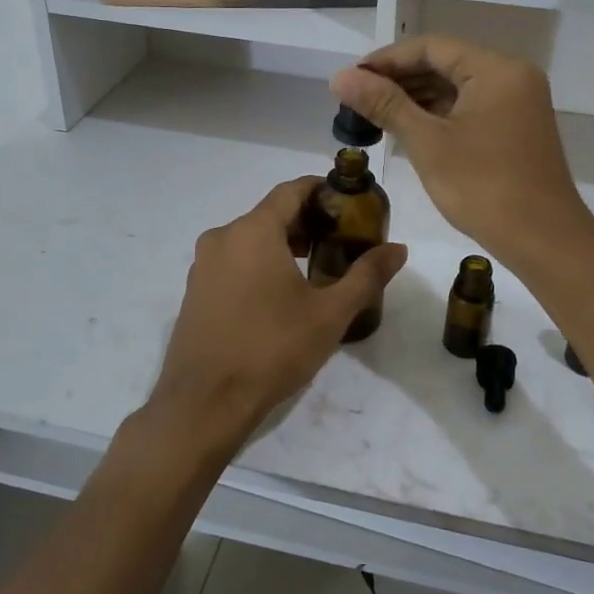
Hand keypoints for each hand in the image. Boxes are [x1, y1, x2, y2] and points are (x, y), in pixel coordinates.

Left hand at [147, 177, 407, 456]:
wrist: (204, 403)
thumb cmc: (271, 349)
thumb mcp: (329, 314)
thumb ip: (366, 276)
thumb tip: (399, 249)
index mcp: (253, 231)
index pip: (291, 190)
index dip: (320, 190)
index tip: (347, 202)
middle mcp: (222, 237)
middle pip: (270, 214)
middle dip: (306, 221)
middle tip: (340, 240)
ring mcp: (202, 265)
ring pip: (250, 239)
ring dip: (283, 244)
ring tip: (316, 268)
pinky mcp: (194, 291)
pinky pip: (233, 261)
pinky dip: (259, 263)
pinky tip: (280, 294)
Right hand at [331, 36, 593, 266]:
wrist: (544, 240)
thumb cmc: (483, 187)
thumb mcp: (427, 142)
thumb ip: (385, 104)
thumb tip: (341, 76)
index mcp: (496, 69)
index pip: (431, 47)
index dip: (386, 59)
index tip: (351, 78)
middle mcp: (512, 76)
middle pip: (446, 63)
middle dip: (400, 78)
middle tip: (357, 97)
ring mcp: (518, 102)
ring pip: (458, 86)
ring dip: (417, 97)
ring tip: (374, 113)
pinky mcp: (517, 127)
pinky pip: (472, 107)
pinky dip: (440, 114)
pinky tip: (409, 127)